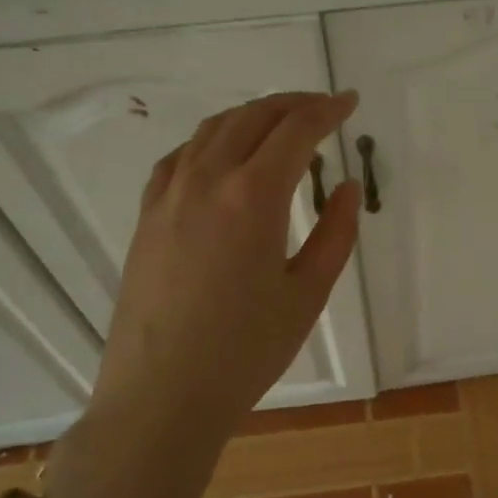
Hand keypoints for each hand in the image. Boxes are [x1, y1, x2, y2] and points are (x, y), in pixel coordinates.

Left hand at [45, 91, 361, 497]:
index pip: (296, 130)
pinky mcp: (147, 216)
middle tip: (322, 107)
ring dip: (251, 116)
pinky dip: (211, 140)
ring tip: (279, 124)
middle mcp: (207, 180)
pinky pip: (180, 157)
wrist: (161, 395)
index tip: (349, 102)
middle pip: (253, 118)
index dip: (327, 110)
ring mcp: (169, 195)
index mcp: (253, 196)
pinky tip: (222, 156)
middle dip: (292, 104)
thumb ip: (334, 234)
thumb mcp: (307, 294)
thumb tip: (345, 188)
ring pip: (213, 130)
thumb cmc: (245, 351)